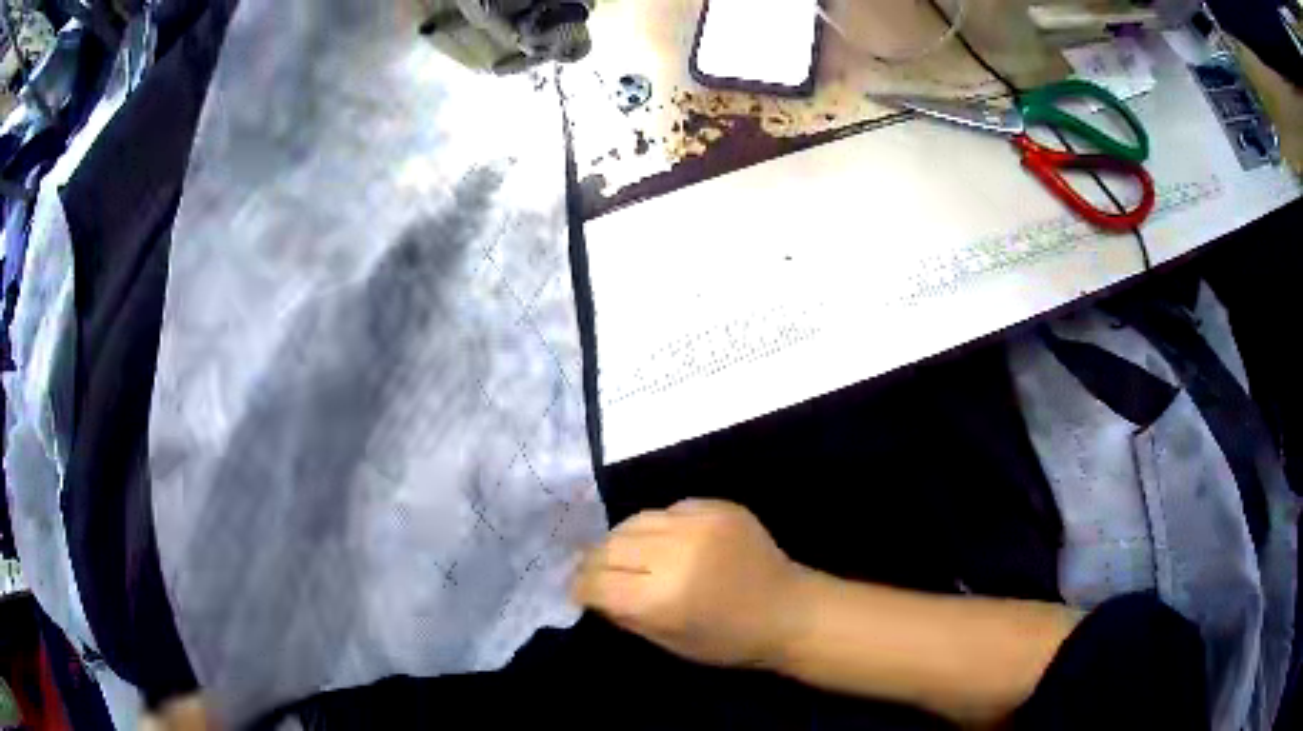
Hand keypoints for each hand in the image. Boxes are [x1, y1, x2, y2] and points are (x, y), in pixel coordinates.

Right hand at [572, 499, 805, 668]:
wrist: (789, 610)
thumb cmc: (728, 641)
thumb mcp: (667, 641)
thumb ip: (623, 613)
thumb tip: (592, 590)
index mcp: (661, 597)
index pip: (596, 582)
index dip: (580, 587)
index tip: (578, 591)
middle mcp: (675, 553)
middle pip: (609, 546)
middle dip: (594, 562)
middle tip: (595, 573)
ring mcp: (698, 524)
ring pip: (634, 521)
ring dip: (621, 540)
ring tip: (625, 555)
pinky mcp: (717, 506)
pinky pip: (668, 510)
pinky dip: (657, 527)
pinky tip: (664, 543)